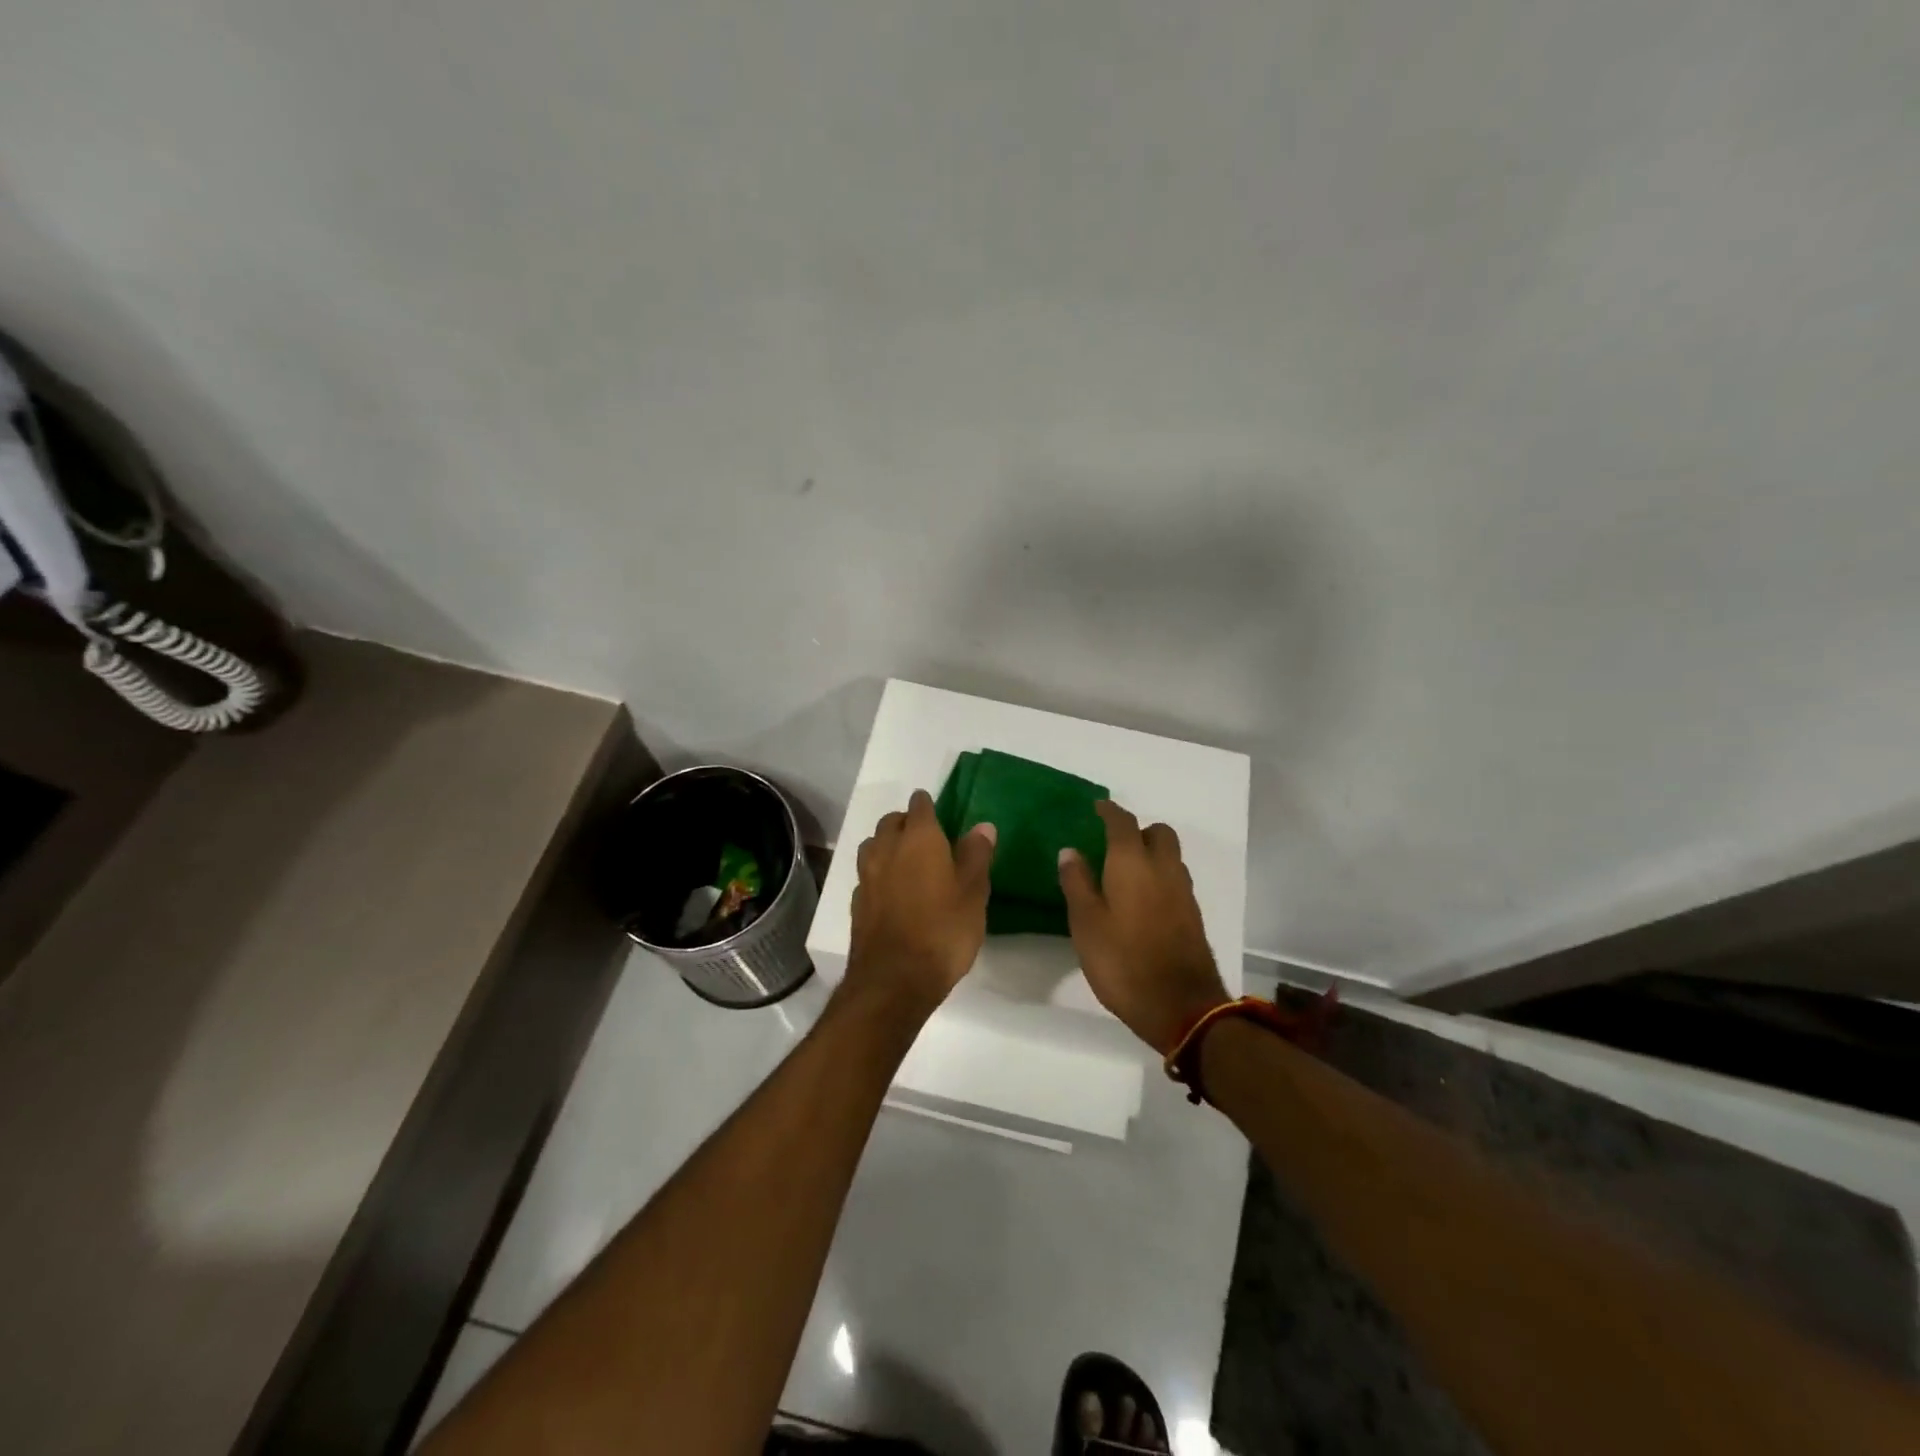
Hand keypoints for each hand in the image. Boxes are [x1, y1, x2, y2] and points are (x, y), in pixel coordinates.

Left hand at [845, 790, 995, 1017]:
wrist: (894, 979)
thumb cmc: (943, 929)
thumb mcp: (973, 892)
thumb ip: (976, 855)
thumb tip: (982, 826)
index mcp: (919, 838)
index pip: (920, 805)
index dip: (929, 805)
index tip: (940, 812)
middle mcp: (887, 848)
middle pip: (891, 822)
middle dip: (906, 823)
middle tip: (927, 838)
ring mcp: (867, 875)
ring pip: (874, 846)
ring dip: (888, 846)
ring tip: (907, 862)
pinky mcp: (856, 901)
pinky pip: (868, 875)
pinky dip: (879, 874)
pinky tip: (892, 892)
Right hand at [1059, 800, 1229, 1053]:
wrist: (1180, 1006)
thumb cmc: (1123, 961)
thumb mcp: (1086, 923)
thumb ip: (1077, 883)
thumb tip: (1070, 851)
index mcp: (1133, 863)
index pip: (1123, 822)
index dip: (1109, 811)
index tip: (1096, 808)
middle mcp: (1164, 868)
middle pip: (1158, 832)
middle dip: (1137, 830)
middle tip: (1112, 845)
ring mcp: (1183, 892)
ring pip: (1170, 856)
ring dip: (1151, 854)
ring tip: (1124, 873)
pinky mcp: (1192, 915)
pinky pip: (1175, 879)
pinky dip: (1159, 877)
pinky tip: (1141, 900)